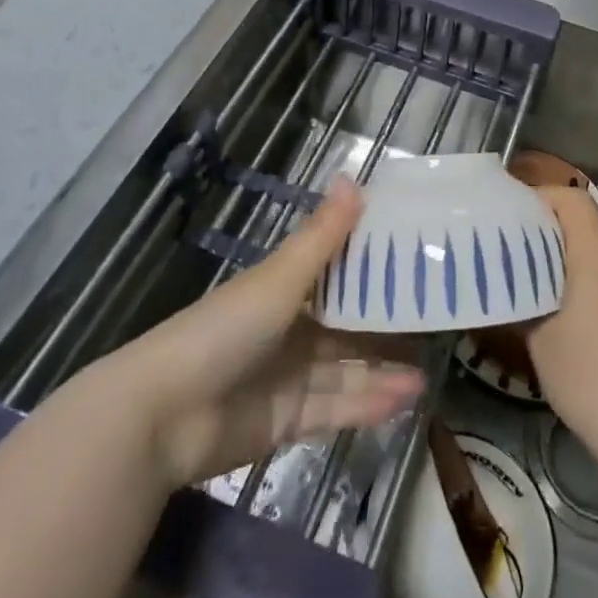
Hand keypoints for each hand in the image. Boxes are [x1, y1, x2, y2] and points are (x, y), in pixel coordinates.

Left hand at [111, 180, 423, 488]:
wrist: (162, 417)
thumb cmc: (223, 331)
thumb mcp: (278, 279)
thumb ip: (321, 236)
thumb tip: (353, 176)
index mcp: (285, 288)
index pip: (338, 270)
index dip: (374, 264)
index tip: (418, 256)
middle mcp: (290, 328)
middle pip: (347, 323)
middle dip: (387, 323)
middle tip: (436, 318)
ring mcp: (290, 377)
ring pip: (348, 368)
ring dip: (385, 367)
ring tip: (430, 367)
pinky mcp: (289, 421)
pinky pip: (337, 407)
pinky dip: (369, 403)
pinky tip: (407, 397)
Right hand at [526, 187, 597, 454]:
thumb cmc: (588, 374)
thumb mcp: (539, 337)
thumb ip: (524, 300)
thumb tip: (512, 287)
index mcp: (597, 255)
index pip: (573, 200)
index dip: (543, 198)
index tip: (515, 216)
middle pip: (587, 230)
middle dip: (552, 238)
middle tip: (519, 260)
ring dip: (574, 269)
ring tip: (543, 297)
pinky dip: (594, 294)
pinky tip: (578, 330)